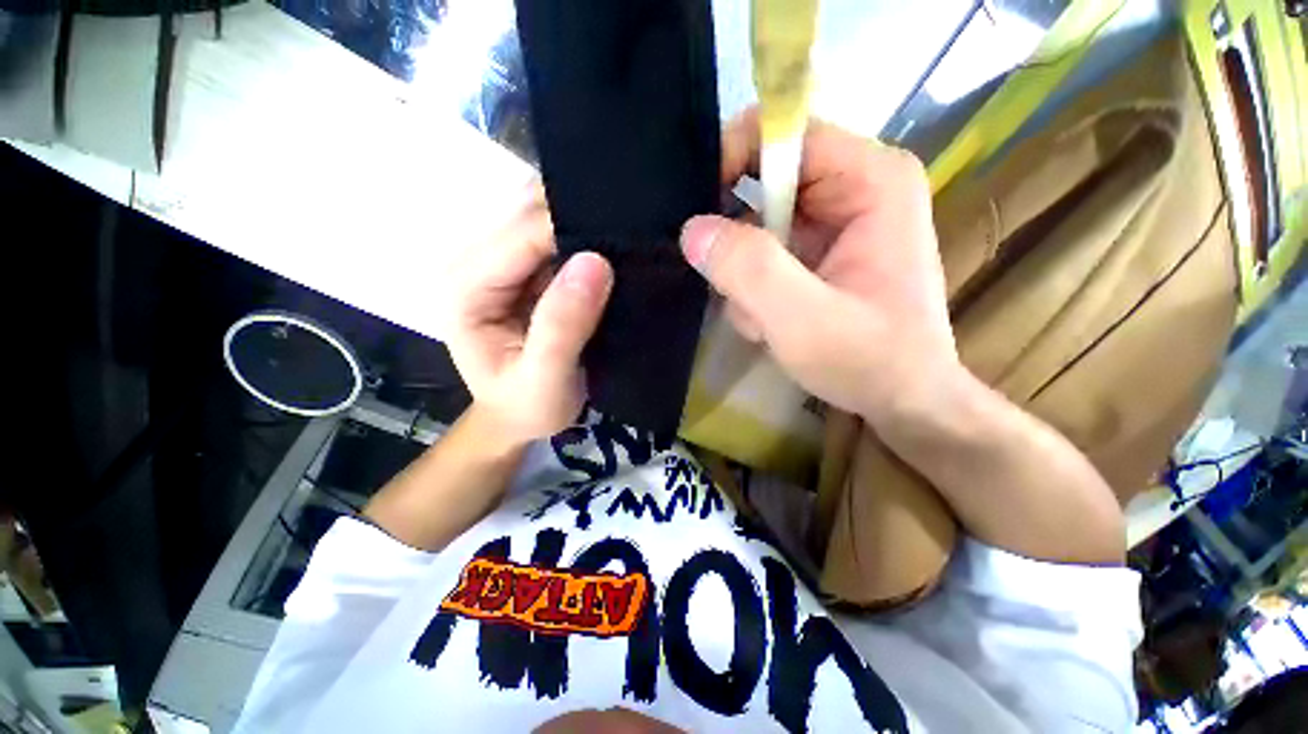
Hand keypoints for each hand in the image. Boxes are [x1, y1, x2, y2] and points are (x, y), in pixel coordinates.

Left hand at [444, 188, 612, 445]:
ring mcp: (503, 262)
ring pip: (547, 218)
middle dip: (581, 217)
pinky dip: (588, 237)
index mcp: (466, 287)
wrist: (521, 416)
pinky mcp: (526, 269)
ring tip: (627, 241)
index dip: (573, 229)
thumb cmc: (527, 406)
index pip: (523, 235)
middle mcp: (476, 263)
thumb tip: (596, 262)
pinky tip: (614, 249)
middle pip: (531, 214)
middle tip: (632, 235)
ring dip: (587, 225)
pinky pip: (559, 238)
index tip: (623, 237)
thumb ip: (562, 326)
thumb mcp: (544, 380)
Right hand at [680, 110, 959, 429]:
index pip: (786, 132)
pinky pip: (764, 250)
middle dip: (738, 235)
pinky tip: (767, 320)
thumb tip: (693, 231)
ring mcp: (834, 222)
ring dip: (744, 272)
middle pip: (765, 180)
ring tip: (759, 318)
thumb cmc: (869, 360)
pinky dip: (753, 286)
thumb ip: (749, 270)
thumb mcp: (805, 319)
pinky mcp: (818, 252)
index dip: (734, 157)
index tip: (698, 210)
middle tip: (728, 284)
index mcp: (872, 180)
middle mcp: (855, 188)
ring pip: (757, 223)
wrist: (903, 400)